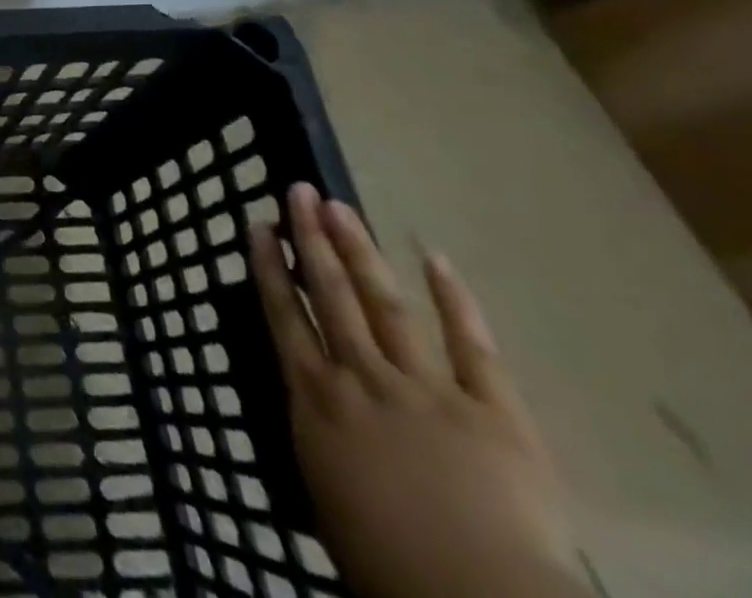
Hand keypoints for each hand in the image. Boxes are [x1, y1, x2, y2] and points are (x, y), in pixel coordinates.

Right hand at [251, 183, 584, 597]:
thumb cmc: (385, 564)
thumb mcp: (324, 500)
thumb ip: (320, 442)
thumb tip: (311, 413)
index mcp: (317, 400)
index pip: (283, 316)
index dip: (269, 266)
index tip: (258, 225)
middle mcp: (360, 377)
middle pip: (330, 294)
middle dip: (310, 238)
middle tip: (298, 191)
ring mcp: (427, 388)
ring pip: (384, 303)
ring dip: (359, 251)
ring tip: (340, 206)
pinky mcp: (493, 410)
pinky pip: (472, 346)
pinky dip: (454, 300)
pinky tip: (435, 258)